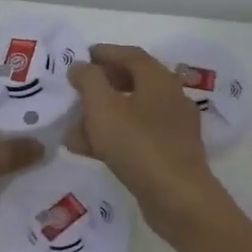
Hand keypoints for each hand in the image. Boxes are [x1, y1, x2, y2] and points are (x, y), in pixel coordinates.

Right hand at [67, 45, 225, 233]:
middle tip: (78, 89)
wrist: (178, 199)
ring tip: (73, 126)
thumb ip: (89, 81)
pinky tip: (88, 150)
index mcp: (159, 80)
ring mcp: (173, 128)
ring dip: (102, 115)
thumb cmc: (138, 145)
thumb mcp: (103, 107)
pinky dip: (113, 137)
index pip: (131, 55)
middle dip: (102, 85)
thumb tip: (81, 66)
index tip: (83, 56)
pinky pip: (136, 136)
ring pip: (132, 112)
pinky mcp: (169, 154)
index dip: (106, 53)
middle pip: (133, 82)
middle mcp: (170, 98)